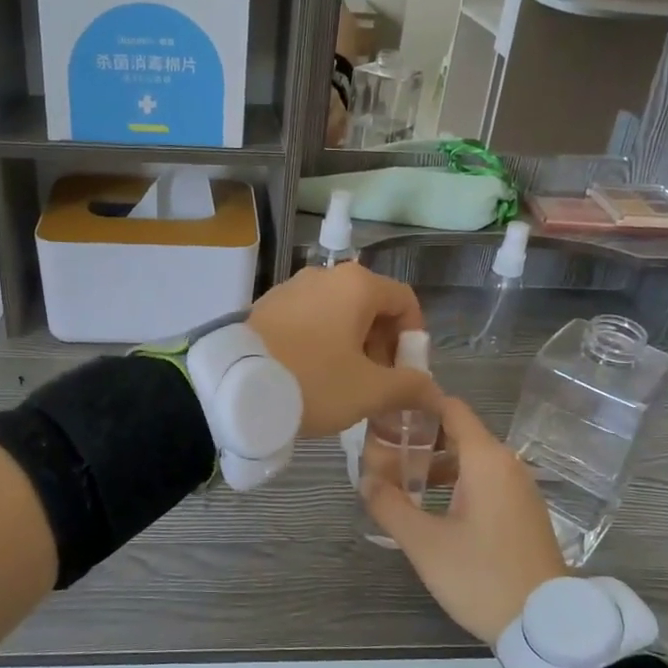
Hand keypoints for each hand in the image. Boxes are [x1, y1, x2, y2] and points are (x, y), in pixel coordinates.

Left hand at [247, 262, 439, 438]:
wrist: (234, 386)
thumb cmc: (313, 382)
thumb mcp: (369, 391)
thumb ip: (409, 387)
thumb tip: (434, 392)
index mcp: (356, 285)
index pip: (404, 301)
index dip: (413, 338)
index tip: (405, 373)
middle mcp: (324, 276)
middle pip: (370, 306)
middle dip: (381, 346)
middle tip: (375, 385)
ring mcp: (291, 288)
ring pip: (337, 314)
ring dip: (350, 346)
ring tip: (342, 385)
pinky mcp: (266, 306)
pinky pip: (307, 320)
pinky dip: (320, 342)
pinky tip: (310, 375)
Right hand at [362, 397, 565, 642]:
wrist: (547, 627)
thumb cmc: (482, 576)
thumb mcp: (425, 543)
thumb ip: (389, 505)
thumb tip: (365, 480)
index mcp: (486, 460)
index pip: (451, 408)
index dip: (418, 404)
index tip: (385, 412)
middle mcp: (507, 464)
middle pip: (459, 433)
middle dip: (420, 437)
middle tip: (383, 450)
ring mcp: (520, 489)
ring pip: (471, 459)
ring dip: (437, 463)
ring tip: (400, 480)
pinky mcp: (524, 512)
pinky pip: (486, 480)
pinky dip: (457, 481)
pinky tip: (432, 505)